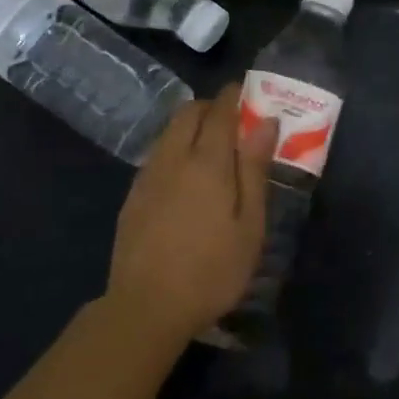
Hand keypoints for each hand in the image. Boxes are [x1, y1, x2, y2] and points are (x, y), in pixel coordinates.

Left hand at [107, 87, 275, 339]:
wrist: (146, 307)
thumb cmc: (212, 269)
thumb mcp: (249, 224)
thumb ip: (255, 169)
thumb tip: (265, 122)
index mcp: (207, 162)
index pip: (220, 111)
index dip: (235, 96)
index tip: (249, 91)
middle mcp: (173, 158)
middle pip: (188, 113)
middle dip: (211, 107)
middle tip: (234, 121)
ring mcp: (148, 176)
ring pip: (169, 132)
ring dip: (191, 126)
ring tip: (213, 148)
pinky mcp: (133, 196)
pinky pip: (158, 154)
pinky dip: (176, 148)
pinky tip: (187, 177)